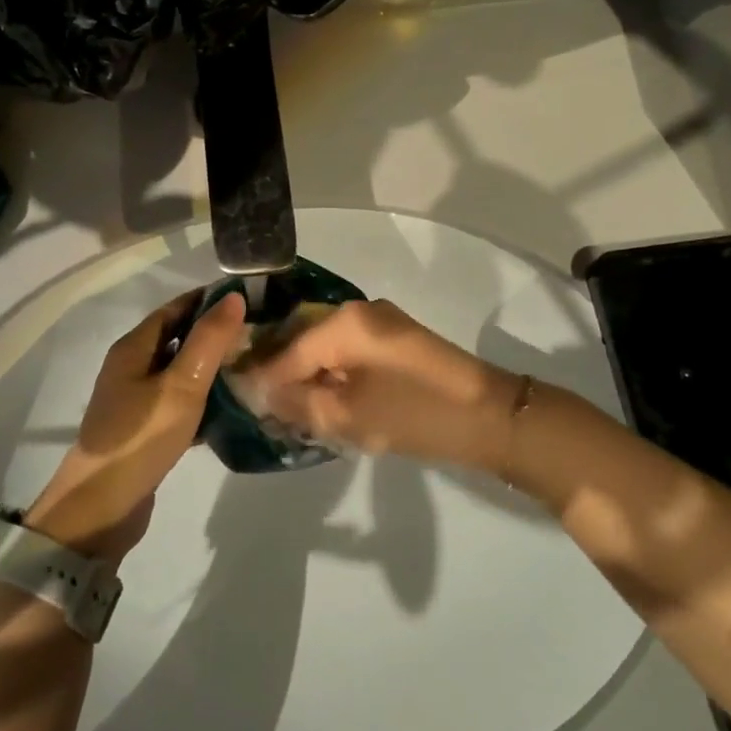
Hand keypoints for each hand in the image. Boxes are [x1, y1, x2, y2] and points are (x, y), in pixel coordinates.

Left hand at [25, 290, 246, 563]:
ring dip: (212, 366)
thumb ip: (208, 340)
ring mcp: (137, 400)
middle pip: (178, 338)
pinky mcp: (146, 429)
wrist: (102, 508)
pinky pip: (180, 402)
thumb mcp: (182, 384)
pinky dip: (204, 399)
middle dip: (215, 332)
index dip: (209, 300)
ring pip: (181, 371)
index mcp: (134, 348)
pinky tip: (233, 407)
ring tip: (253, 365)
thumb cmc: (141, 437)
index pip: (176, 308)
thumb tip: (234, 296)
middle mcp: (132, 367)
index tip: (250, 298)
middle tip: (259, 332)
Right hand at [248, 298, 520, 471]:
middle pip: (305, 342)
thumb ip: (298, 403)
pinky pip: (350, 354)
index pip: (288, 350)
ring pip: (327, 348)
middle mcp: (360, 312)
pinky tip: (325, 402)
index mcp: (345, 322)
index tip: (238, 402)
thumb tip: (262, 393)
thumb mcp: (348, 416)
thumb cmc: (415, 414)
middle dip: (284, 376)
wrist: (491, 418)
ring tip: (289, 412)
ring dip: (309, 378)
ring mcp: (382, 325)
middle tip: (263, 411)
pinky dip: (334, 376)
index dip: (263, 378)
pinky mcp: (396, 342)